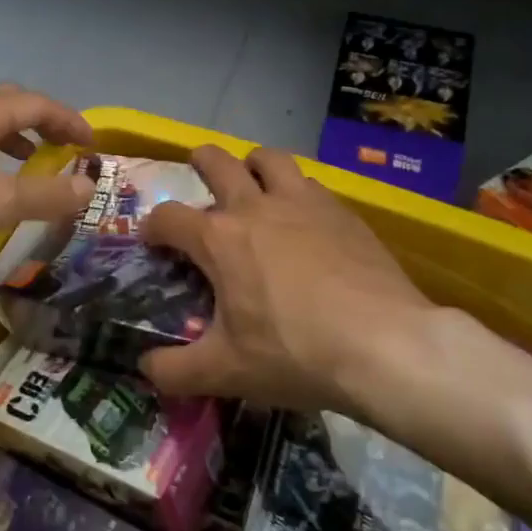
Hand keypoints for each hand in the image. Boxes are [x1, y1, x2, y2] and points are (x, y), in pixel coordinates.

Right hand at [136, 144, 437, 408]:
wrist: (386, 345)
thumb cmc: (295, 354)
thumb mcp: (225, 372)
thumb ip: (174, 370)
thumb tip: (145, 368)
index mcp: (219, 239)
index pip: (168, 217)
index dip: (152, 227)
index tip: (153, 241)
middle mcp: (256, 207)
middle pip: (217, 161)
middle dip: (200, 162)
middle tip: (199, 175)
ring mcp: (303, 202)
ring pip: (270, 158)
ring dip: (253, 165)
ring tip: (255, 184)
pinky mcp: (343, 211)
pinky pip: (310, 184)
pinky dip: (297, 191)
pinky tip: (305, 220)